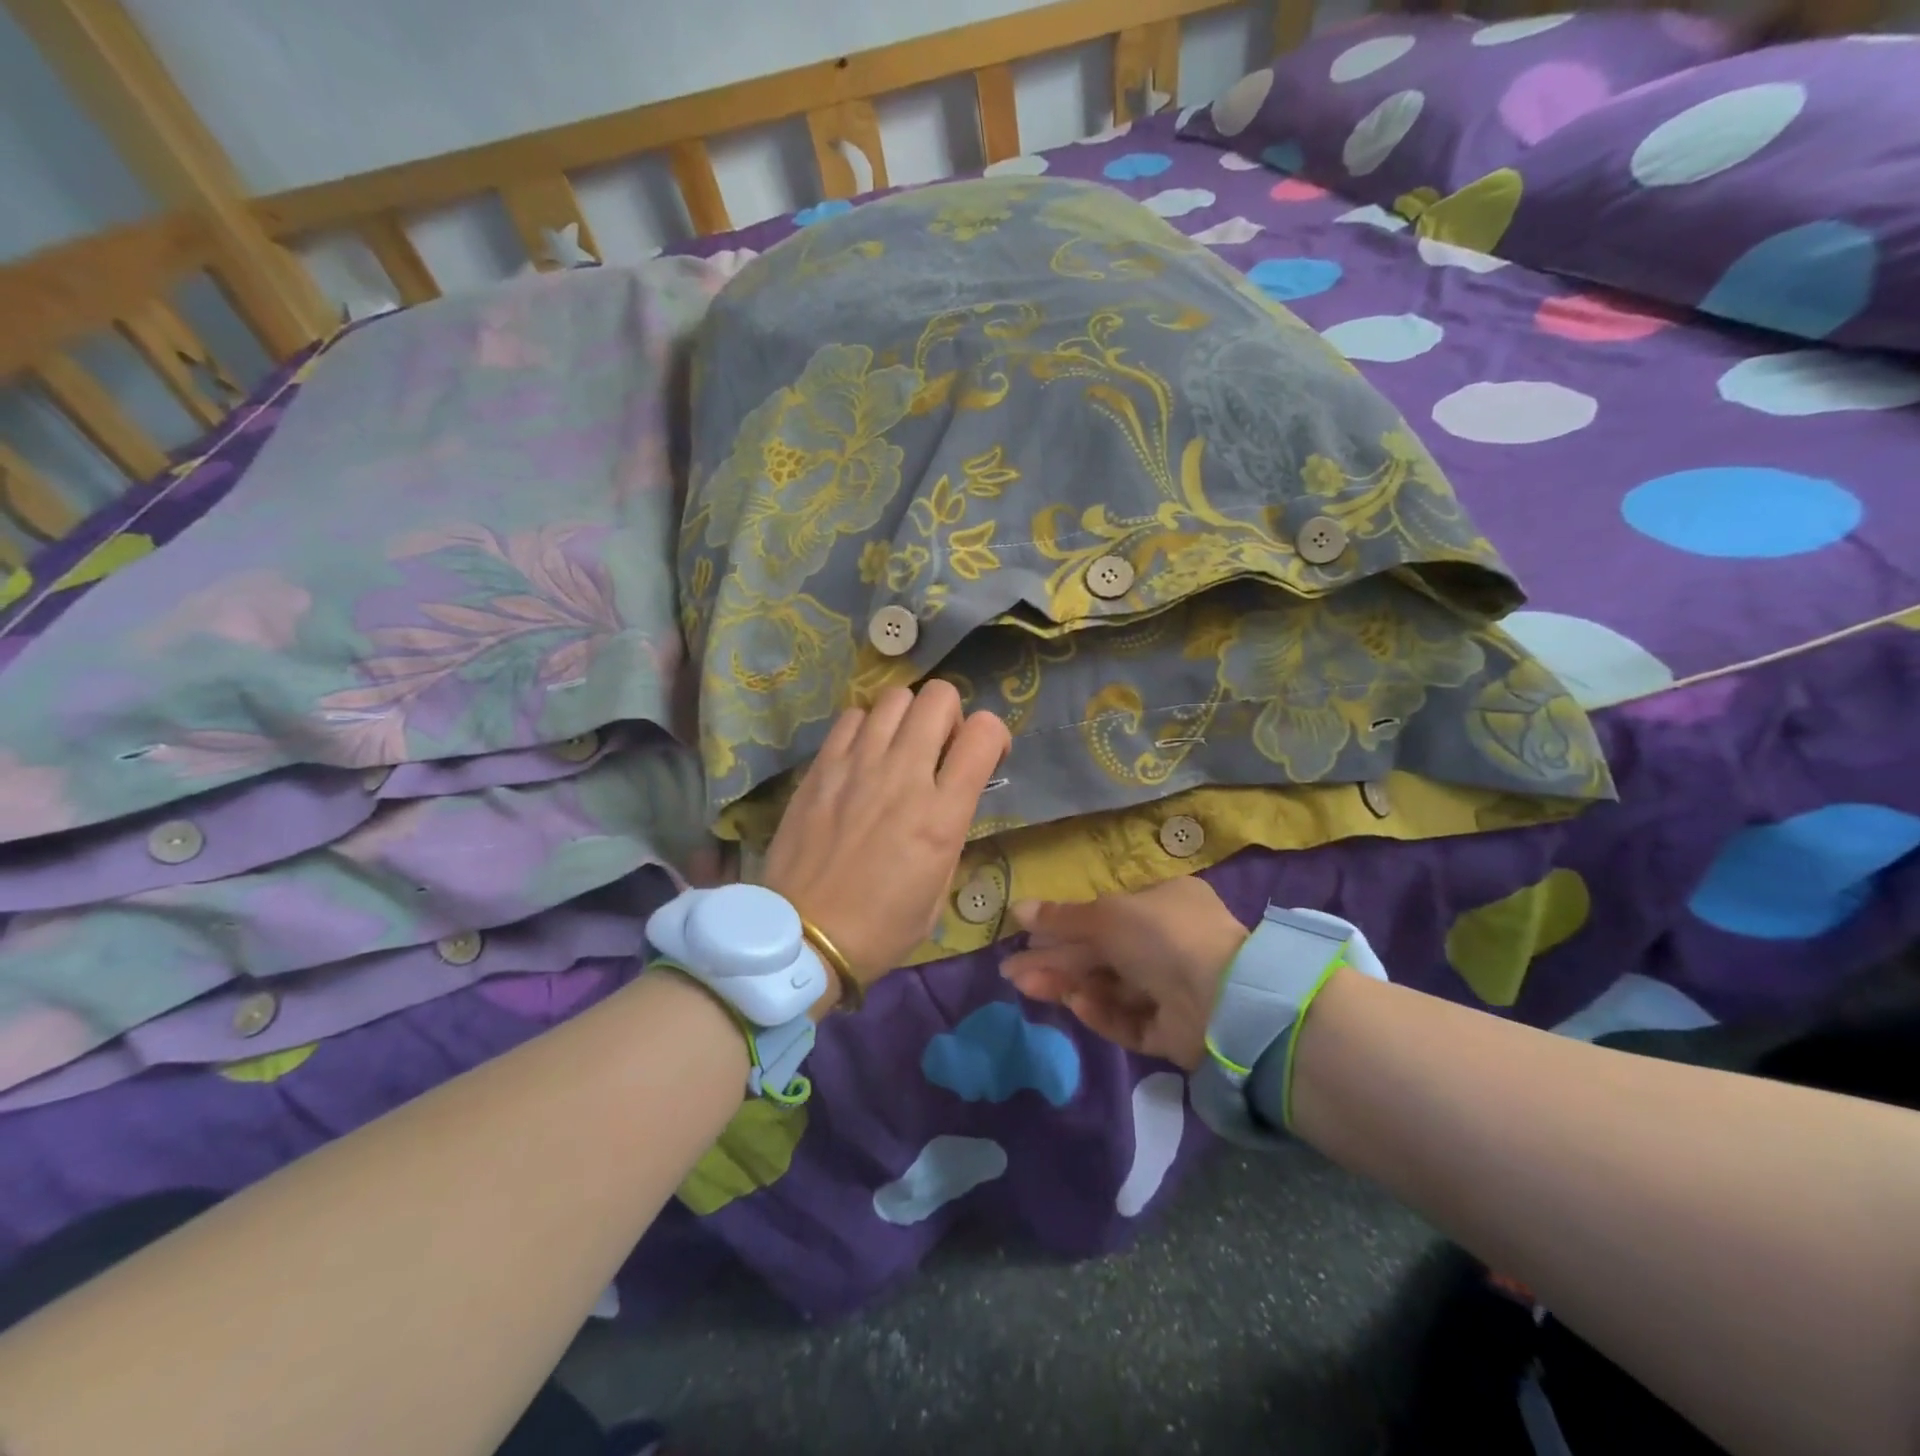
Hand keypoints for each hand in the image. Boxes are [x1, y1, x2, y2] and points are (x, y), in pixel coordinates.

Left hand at [760, 682, 1008, 998]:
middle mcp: (903, 776)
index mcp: (941, 815)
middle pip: (939, 697)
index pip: (985, 733)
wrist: (803, 938)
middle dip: (950, 715)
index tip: (984, 757)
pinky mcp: (821, 767)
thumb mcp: (938, 891)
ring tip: (900, 747)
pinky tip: (863, 755)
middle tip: (939, 747)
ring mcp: (857, 765)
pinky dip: (867, 726)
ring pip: (895, 697)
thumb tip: (949, 799)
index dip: (994, 735)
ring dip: (908, 717)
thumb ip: (951, 833)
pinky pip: (852, 717)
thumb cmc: (881, 928)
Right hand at [1000, 878, 1249, 1070]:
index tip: (1029, 937)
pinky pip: (1130, 1019)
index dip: (1065, 925)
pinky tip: (1076, 1004)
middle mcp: (1169, 944)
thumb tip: (1016, 909)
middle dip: (1057, 960)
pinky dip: (1103, 1012)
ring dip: (1070, 984)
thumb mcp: (1106, 916)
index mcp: (1163, 904)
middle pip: (1101, 953)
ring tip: (1027, 986)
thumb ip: (1061, 918)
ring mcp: (1173, 989)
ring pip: (1110, 987)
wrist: (1223, 998)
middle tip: (1012, 970)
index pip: (1105, 915)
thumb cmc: (1162, 935)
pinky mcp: (1173, 1031)